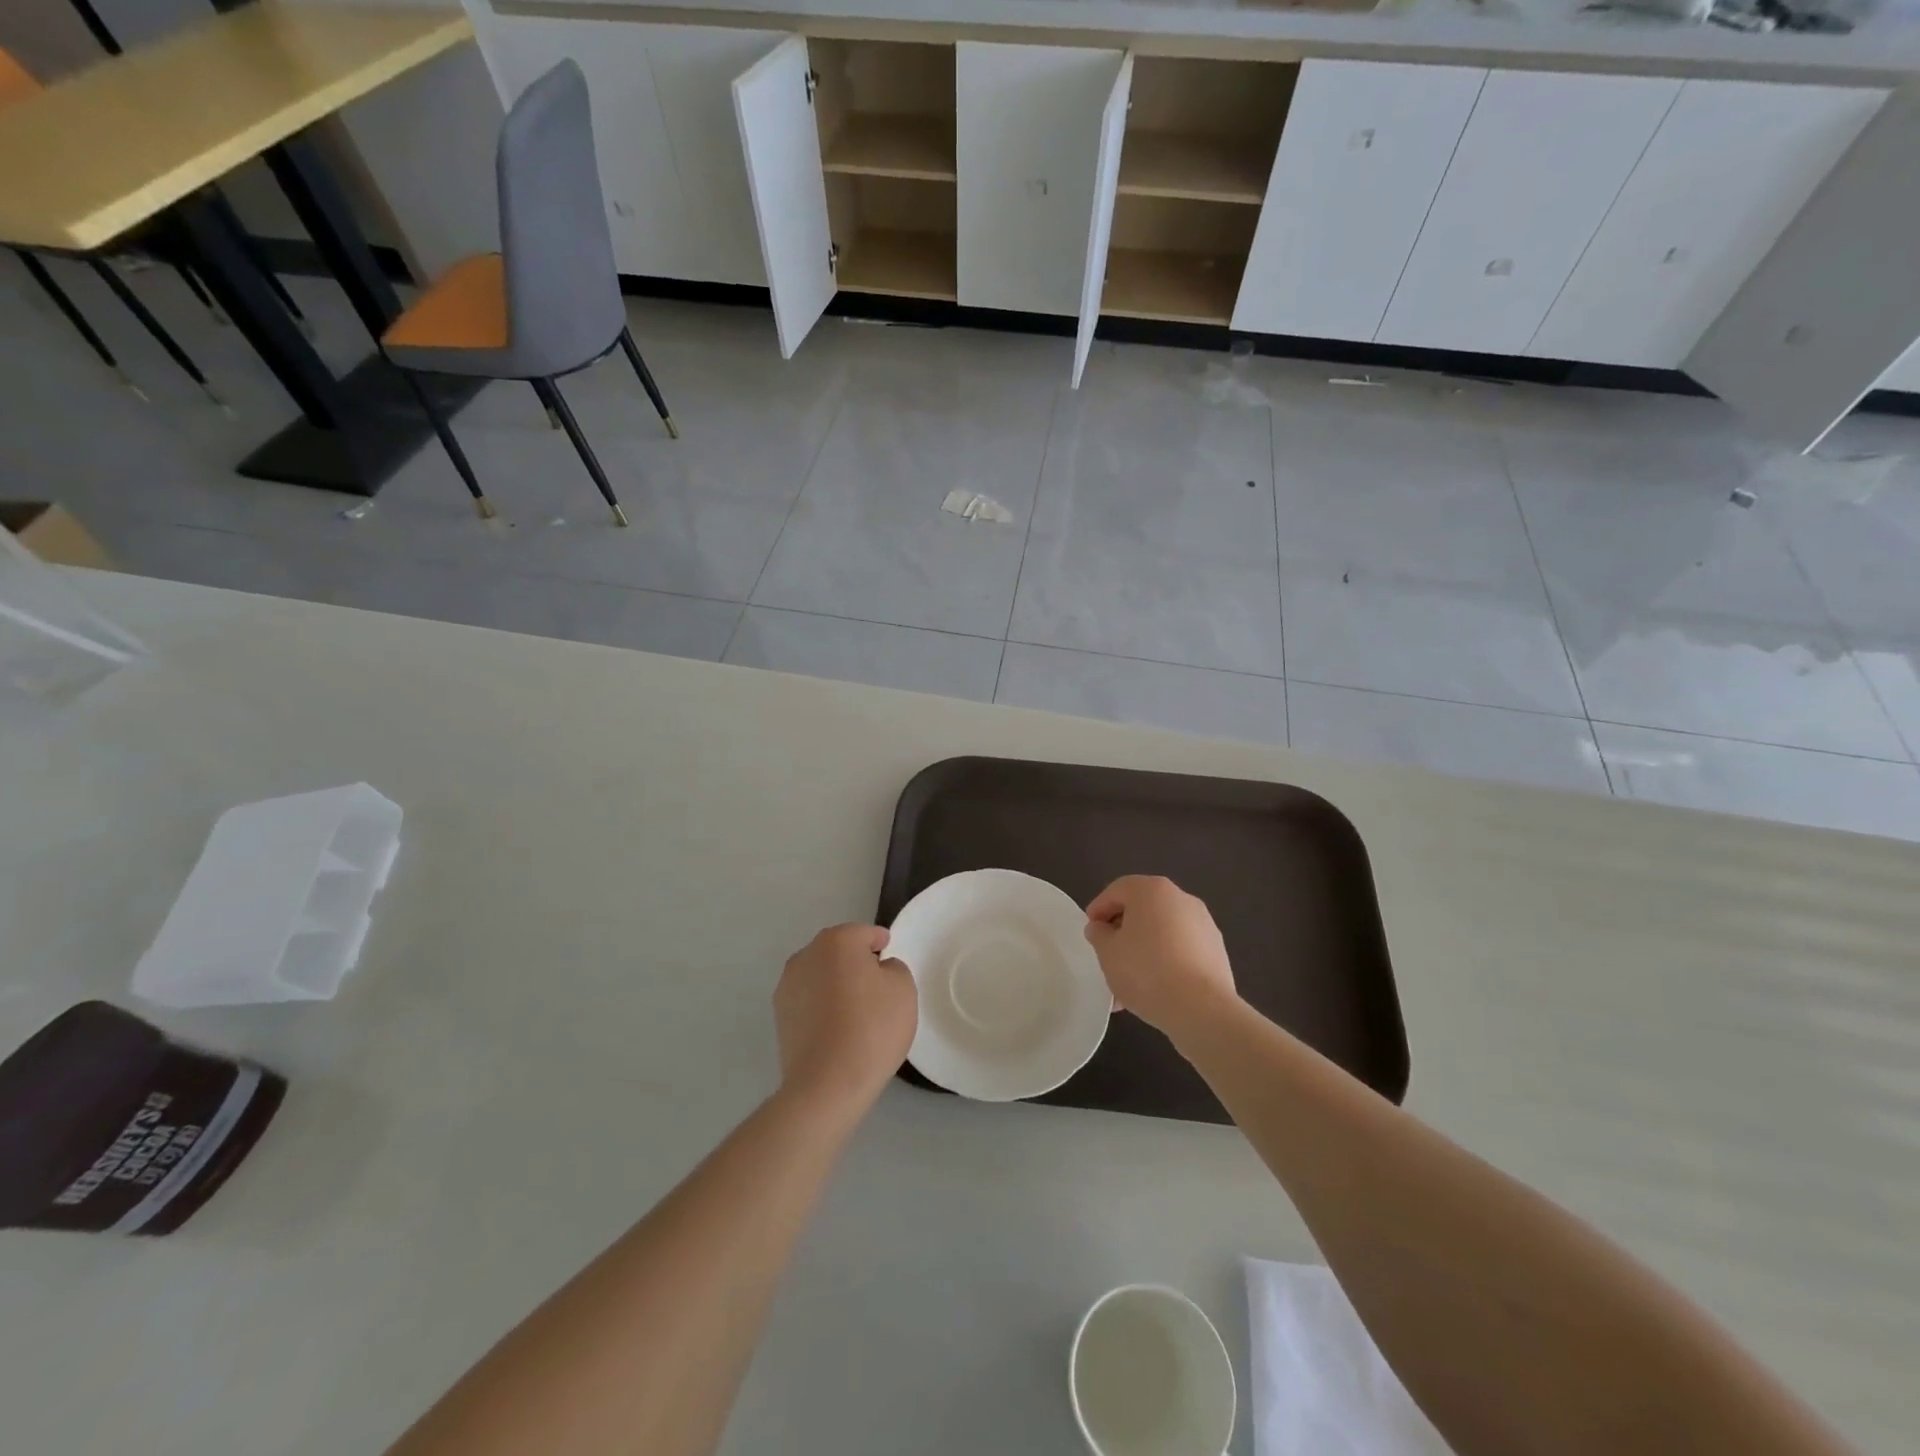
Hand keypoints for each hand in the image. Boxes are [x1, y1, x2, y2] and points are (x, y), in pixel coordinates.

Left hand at [774, 924, 917, 1116]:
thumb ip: (894, 968)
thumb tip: (877, 970)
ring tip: (855, 1010)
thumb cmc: (872, 1028)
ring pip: (821, 974)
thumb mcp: (903, 989)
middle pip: (838, 951)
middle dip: (856, 962)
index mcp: (837, 941)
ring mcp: (787, 985)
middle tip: (877, 986)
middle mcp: (806, 955)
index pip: (865, 933)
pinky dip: (822, 1005)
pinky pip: (809, 1000)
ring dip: (836, 983)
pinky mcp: (780, 1016)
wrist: (827, 1083)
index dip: (881, 943)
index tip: (889, 957)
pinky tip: (837, 1028)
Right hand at [1084, 876, 1237, 1041]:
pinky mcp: (1217, 951)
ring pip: (1162, 933)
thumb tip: (1101, 928)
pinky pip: (1181, 950)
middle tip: (1108, 957)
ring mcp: (1204, 925)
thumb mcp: (1107, 953)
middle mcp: (1181, 899)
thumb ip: (1098, 935)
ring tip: (1127, 985)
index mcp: (1152, 890)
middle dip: (1122, 933)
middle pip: (1142, 910)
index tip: (1090, 932)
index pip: (1117, 890)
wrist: (1202, 1009)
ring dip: (1143, 951)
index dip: (1099, 909)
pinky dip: (1165, 963)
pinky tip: (1153, 990)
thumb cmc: (1146, 971)